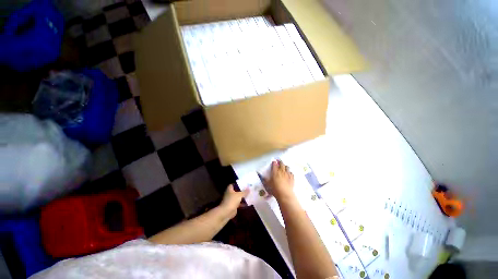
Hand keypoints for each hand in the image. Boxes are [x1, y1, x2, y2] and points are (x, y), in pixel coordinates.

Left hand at [220, 184, 248, 218]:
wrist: (226, 212)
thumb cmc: (232, 201)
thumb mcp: (239, 195)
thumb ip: (244, 192)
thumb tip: (249, 188)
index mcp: (230, 189)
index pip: (232, 185)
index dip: (237, 184)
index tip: (243, 184)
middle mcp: (229, 194)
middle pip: (236, 191)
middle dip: (241, 191)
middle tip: (248, 189)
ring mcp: (231, 200)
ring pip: (238, 197)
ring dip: (242, 197)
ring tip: (249, 195)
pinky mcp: (233, 206)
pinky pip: (238, 203)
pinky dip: (242, 203)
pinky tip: (248, 203)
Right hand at [263, 160, 294, 201]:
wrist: (285, 194)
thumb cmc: (275, 189)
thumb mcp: (268, 184)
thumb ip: (265, 180)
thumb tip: (263, 177)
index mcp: (275, 172)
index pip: (274, 164)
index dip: (274, 162)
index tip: (273, 161)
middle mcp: (282, 171)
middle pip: (282, 164)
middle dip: (280, 161)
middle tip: (279, 161)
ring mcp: (288, 174)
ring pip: (287, 167)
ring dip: (285, 166)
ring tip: (284, 167)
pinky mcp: (292, 178)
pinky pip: (291, 173)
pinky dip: (289, 172)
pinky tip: (288, 173)